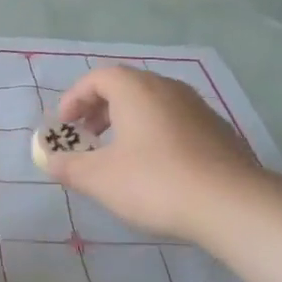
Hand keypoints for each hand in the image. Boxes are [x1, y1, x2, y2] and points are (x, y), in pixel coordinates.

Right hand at [45, 67, 281, 247]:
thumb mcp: (100, 179)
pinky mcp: (219, 131)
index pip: (98, 77)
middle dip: (100, 109)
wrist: (232, 204)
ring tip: (120, 154)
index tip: (65, 125)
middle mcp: (167, 87)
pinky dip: (156, 134)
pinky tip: (157, 168)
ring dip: (129, 121)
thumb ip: (69, 167)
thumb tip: (49, 160)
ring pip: (153, 104)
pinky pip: (176, 121)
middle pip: (126, 86)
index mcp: (136, 88)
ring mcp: (198, 107)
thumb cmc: (155, 182)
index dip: (75, 98)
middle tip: (88, 137)